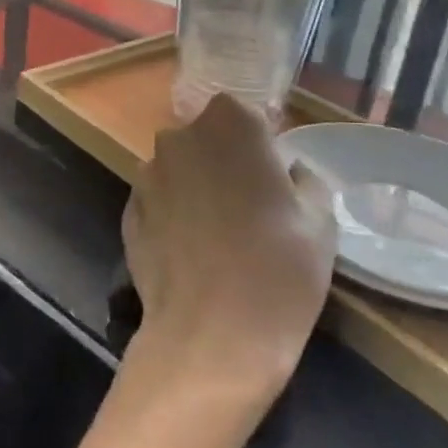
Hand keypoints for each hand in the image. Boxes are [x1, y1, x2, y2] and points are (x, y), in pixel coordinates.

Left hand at [121, 94, 337, 409]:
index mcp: (229, 125)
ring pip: (179, 169)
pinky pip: (159, 201)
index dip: (260, 143)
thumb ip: (305, 180)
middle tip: (250, 207)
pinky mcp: (128, 210)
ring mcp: (147, 174)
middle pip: (206, 138)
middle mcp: (179, 138)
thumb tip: (289, 170)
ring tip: (218, 235)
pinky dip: (173, 215)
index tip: (273, 178)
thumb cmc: (278, 270)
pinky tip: (191, 252)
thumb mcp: (320, 221)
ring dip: (195, 187)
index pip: (245, 113)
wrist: (211, 334)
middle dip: (224, 161)